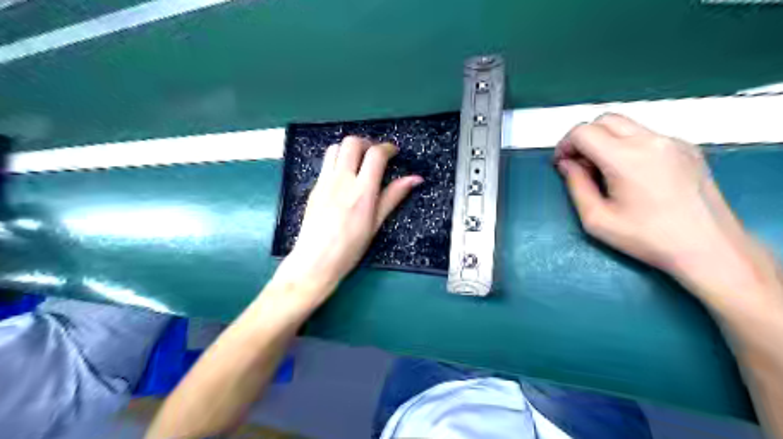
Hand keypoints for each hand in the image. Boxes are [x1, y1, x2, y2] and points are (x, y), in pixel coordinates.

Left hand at [273, 135, 421, 302]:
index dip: (388, 148)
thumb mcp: (376, 224)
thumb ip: (393, 197)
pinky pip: (326, 163)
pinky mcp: (314, 187)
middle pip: (352, 142)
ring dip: (350, 149)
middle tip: (376, 155)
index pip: (375, 155)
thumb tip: (415, 179)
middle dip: (367, 143)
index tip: (394, 152)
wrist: (315, 261)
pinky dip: (338, 160)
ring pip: (335, 148)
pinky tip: (345, 176)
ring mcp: (324, 182)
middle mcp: (341, 181)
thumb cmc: (350, 248)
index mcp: (362, 192)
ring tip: (359, 162)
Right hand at [553, 114, 778, 304]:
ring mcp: (673, 141)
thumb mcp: (596, 219)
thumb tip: (567, 164)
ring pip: (626, 124)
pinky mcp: (687, 148)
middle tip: (579, 165)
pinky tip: (631, 174)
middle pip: (605, 120)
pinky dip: (627, 145)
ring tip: (603, 171)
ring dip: (605, 140)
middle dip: (583, 138)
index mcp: (626, 158)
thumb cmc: (647, 238)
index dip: (565, 145)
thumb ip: (575, 185)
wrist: (709, 248)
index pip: (584, 131)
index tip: (562, 164)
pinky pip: (646, 135)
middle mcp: (651, 140)